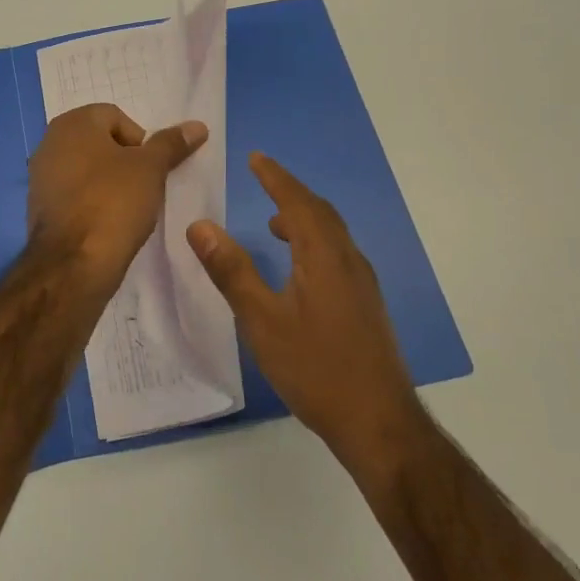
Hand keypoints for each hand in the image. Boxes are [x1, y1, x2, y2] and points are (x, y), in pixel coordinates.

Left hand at [28, 104, 206, 288]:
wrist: (73, 263)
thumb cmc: (113, 202)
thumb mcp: (151, 169)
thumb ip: (171, 144)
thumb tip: (197, 126)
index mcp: (72, 124)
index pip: (116, 117)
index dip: (140, 141)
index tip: (150, 169)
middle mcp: (49, 142)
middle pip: (100, 142)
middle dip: (125, 161)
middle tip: (143, 187)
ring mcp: (40, 176)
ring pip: (87, 169)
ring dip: (109, 182)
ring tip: (128, 208)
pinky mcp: (40, 207)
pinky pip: (74, 194)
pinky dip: (92, 202)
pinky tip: (107, 223)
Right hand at [187, 154, 419, 474]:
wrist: (379, 422)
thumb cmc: (315, 368)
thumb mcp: (262, 320)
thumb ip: (232, 271)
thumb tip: (200, 225)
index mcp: (324, 256)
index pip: (298, 202)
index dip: (276, 178)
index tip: (256, 158)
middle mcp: (349, 261)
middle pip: (320, 213)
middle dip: (291, 193)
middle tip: (264, 180)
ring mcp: (362, 284)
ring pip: (332, 235)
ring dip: (304, 219)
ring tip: (275, 224)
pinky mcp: (366, 305)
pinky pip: (338, 254)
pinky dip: (314, 243)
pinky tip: (300, 269)